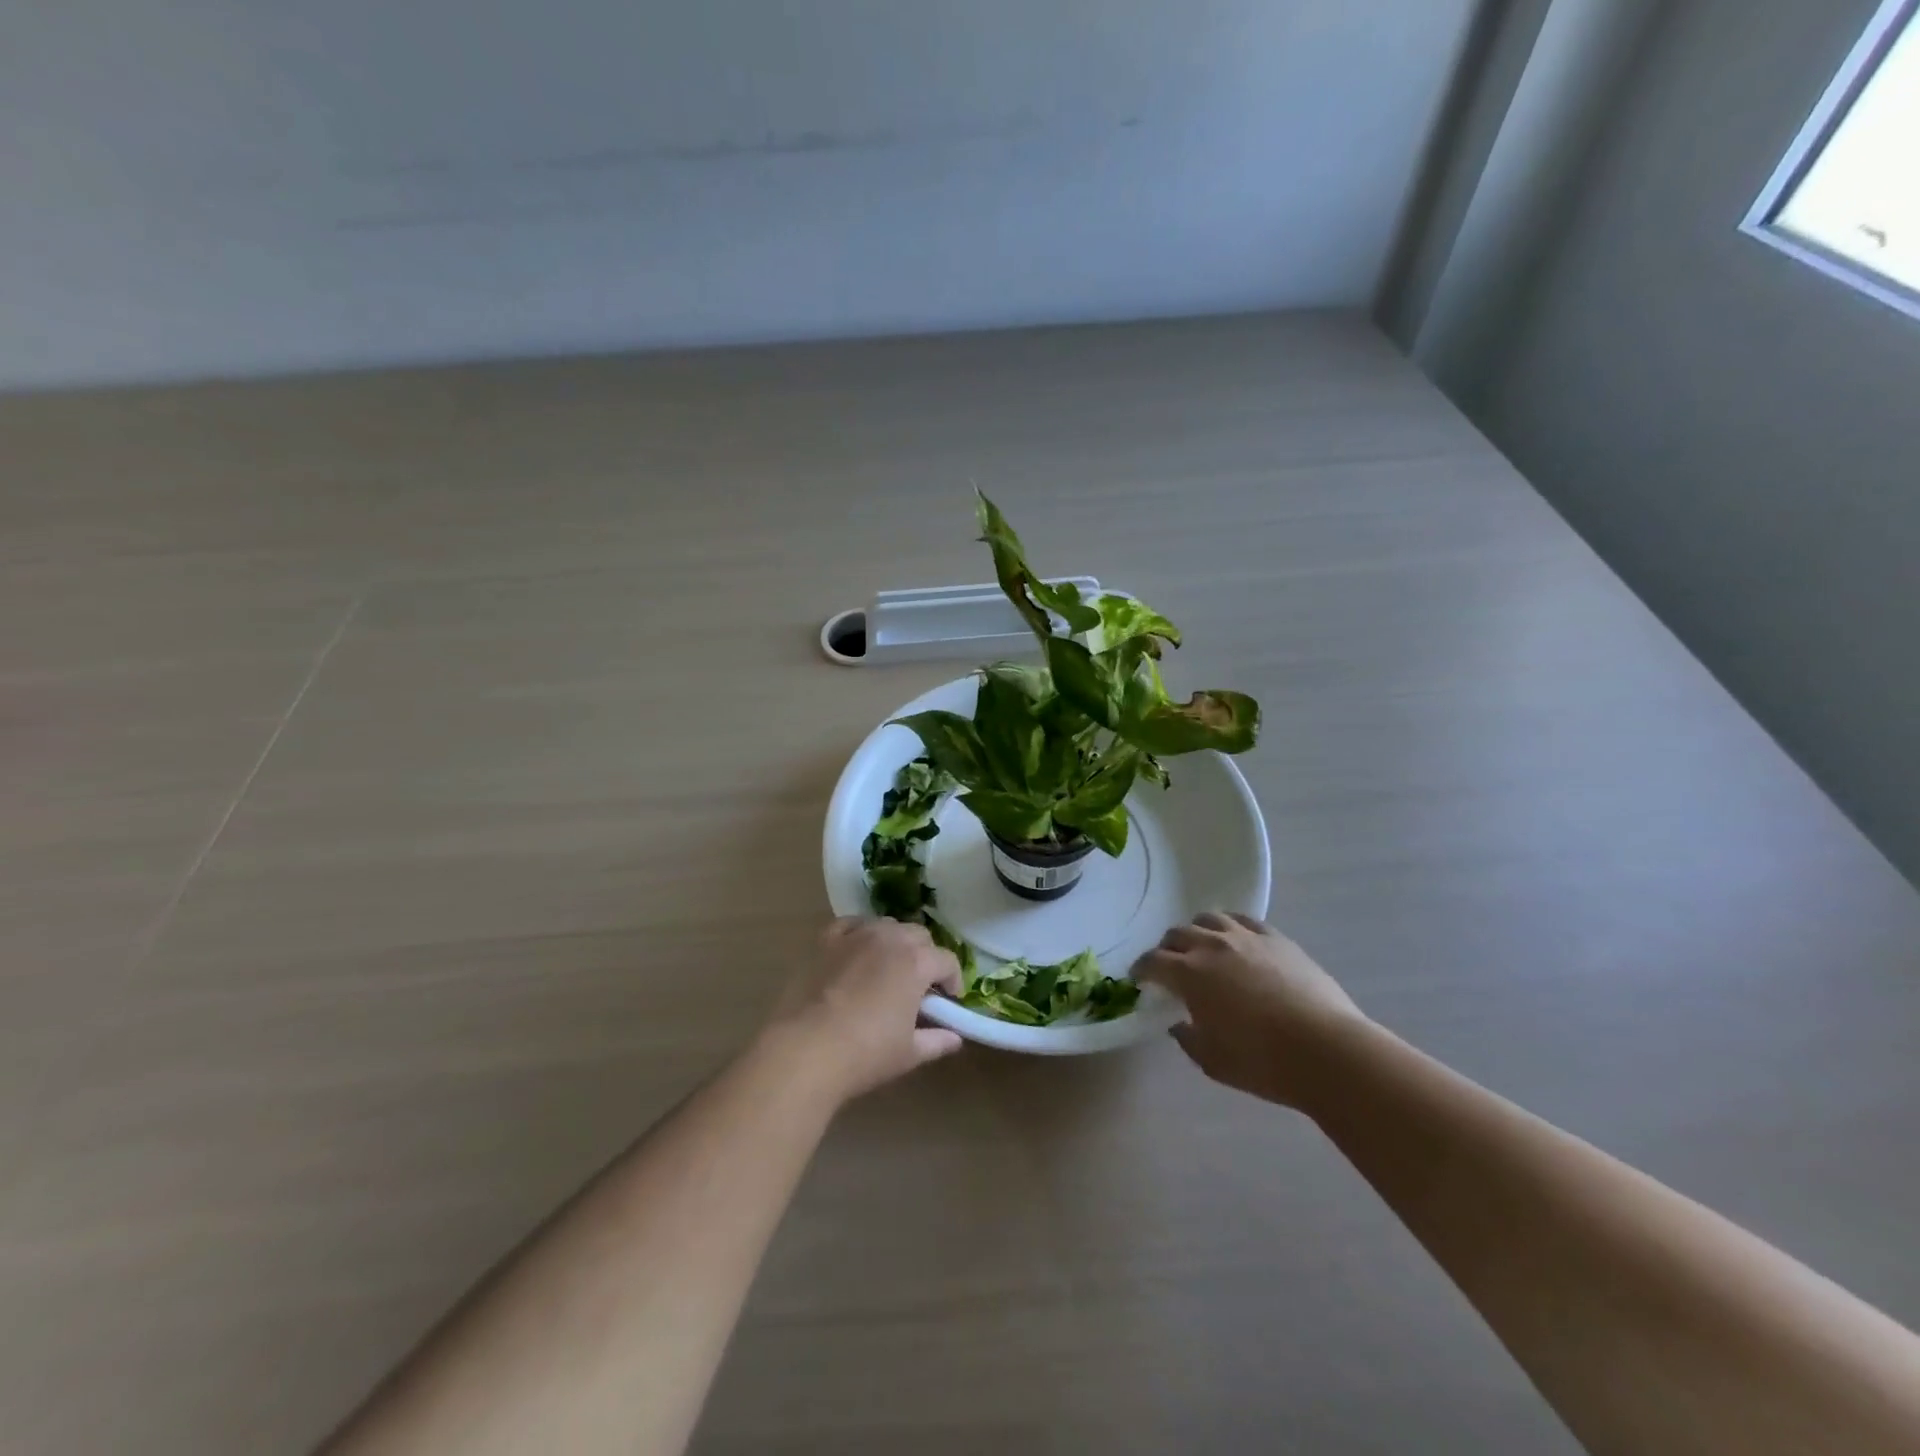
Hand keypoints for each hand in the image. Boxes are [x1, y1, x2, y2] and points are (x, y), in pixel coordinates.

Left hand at [765, 918, 964, 1104]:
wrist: (805, 1050)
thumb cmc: (865, 1053)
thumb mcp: (909, 1053)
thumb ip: (937, 1040)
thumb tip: (955, 1038)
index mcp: (916, 962)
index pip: (947, 960)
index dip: (953, 980)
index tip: (948, 1000)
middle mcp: (890, 938)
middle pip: (919, 936)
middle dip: (926, 957)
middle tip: (919, 986)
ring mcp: (855, 935)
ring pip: (887, 926)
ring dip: (895, 942)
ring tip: (888, 968)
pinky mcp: (825, 940)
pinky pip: (851, 925)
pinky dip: (860, 933)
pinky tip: (857, 951)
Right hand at [1135, 912, 1366, 1108]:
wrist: (1327, 1051)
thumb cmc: (1263, 1061)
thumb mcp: (1212, 1060)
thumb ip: (1188, 1038)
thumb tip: (1179, 1023)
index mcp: (1189, 974)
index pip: (1153, 961)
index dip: (1141, 969)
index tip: (1139, 978)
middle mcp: (1212, 946)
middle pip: (1178, 934)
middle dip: (1167, 949)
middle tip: (1169, 966)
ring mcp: (1246, 938)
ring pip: (1210, 920)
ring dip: (1198, 932)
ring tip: (1203, 948)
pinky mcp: (1277, 939)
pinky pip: (1245, 921)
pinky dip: (1232, 927)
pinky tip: (1237, 941)